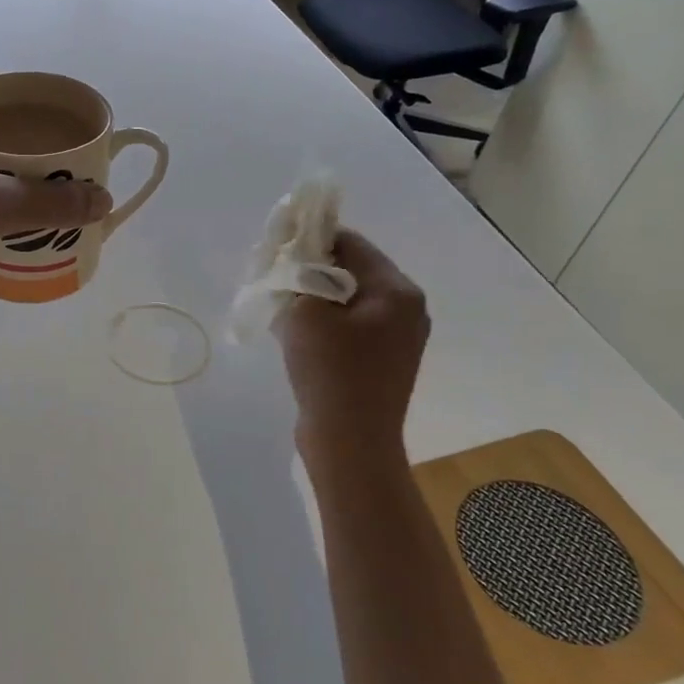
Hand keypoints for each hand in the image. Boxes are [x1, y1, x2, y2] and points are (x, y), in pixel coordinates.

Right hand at [277, 228, 429, 473]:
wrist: (350, 444)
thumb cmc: (331, 372)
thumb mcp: (305, 313)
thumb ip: (299, 275)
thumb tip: (297, 259)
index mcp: (396, 291)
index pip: (351, 243)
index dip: (311, 239)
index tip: (277, 249)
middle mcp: (407, 309)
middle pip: (352, 270)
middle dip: (311, 271)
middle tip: (276, 281)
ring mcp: (399, 338)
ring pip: (348, 300)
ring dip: (315, 299)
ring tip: (283, 310)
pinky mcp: (385, 362)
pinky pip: (352, 327)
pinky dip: (325, 324)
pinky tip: (299, 336)